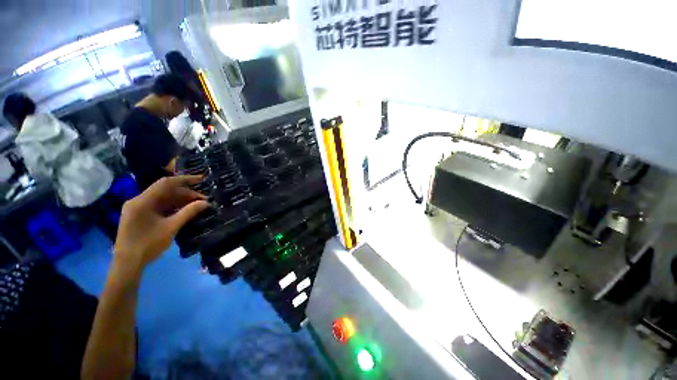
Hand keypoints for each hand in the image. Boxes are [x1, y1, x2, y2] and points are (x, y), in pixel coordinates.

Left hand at [114, 175, 208, 269]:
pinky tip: (183, 211)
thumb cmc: (148, 244)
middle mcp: (138, 201)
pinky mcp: (138, 215)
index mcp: (142, 201)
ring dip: (180, 200)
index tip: (201, 179)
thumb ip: (188, 212)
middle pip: (165, 191)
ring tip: (197, 205)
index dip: (185, 179)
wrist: (127, 263)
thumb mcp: (171, 228)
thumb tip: (206, 202)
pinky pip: (158, 206)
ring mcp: (137, 208)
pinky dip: (172, 206)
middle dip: (185, 194)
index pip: (166, 183)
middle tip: (203, 200)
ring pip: (162, 198)